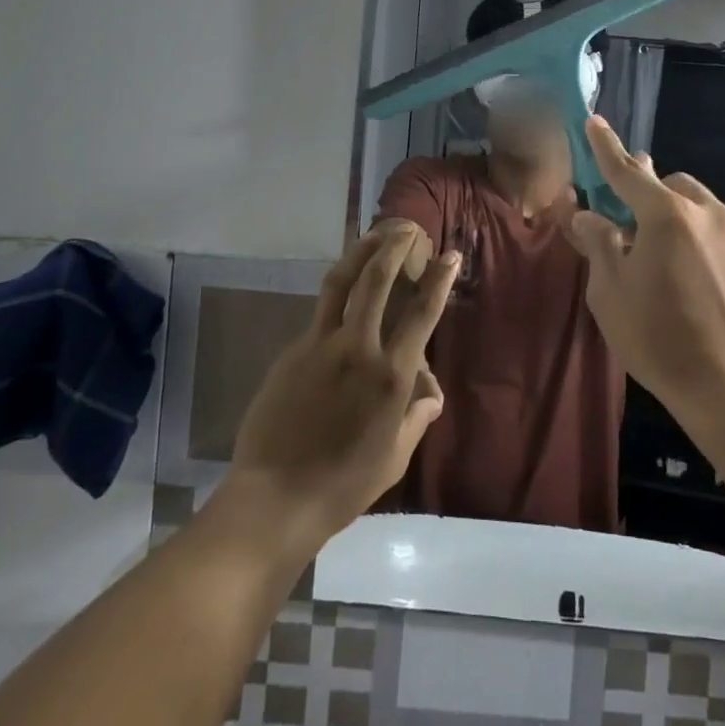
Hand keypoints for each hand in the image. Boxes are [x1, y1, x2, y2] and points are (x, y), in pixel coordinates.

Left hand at [227, 225, 458, 550]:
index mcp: (391, 375)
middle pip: (377, 281)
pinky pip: (320, 313)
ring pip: (341, 283)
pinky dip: (337, 293)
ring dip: (360, 252)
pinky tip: (343, 292)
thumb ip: (416, 417)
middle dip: (394, 247)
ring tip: (373, 234)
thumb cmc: (344, 484)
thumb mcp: (395, 457)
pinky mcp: (292, 351)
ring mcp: (320, 345)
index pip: (422, 314)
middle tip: (406, 227)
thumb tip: (431, 393)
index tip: (449, 254)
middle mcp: (358, 348)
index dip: (439, 280)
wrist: (275, 497)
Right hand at [564, 117, 724, 419]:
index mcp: (667, 217)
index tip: (594, 121)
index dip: (606, 147)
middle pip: (676, 187)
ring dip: (687, 227)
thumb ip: (599, 245)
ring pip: (709, 215)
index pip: (627, 172)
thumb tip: (587, 215)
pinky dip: (716, 256)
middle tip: (639, 231)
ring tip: (678, 272)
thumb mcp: (611, 295)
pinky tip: (712, 296)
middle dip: (654, 196)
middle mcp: (712, 216)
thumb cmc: (660, 341)